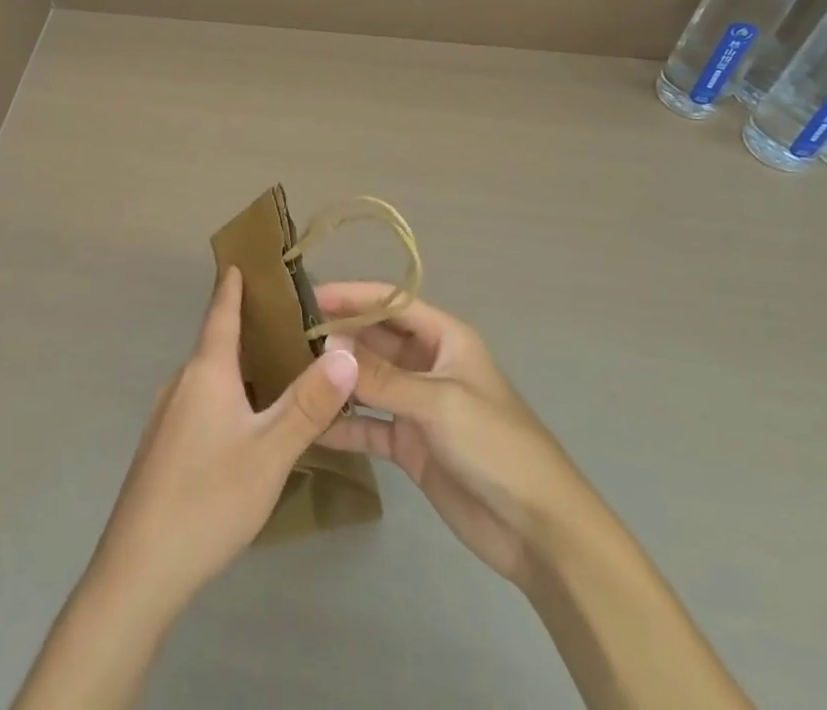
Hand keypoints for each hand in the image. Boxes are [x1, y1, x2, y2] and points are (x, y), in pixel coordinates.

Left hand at [88, 267, 359, 615]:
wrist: (138, 570)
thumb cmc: (208, 499)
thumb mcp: (270, 452)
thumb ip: (309, 404)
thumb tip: (346, 352)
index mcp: (205, 372)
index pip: (220, 312)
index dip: (232, 285)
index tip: (242, 258)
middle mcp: (181, 382)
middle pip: (216, 342)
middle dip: (247, 327)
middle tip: (288, 320)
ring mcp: (165, 416)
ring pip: (208, 377)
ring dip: (237, 366)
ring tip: (275, 369)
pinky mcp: (161, 448)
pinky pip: (198, 403)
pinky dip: (224, 395)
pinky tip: (244, 424)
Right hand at [316, 281, 573, 589]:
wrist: (539, 530)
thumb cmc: (495, 445)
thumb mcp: (438, 402)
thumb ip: (381, 376)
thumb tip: (328, 346)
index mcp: (445, 338)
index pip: (391, 302)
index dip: (352, 295)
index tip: (308, 296)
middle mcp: (428, 364)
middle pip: (376, 339)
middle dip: (338, 336)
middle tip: (287, 335)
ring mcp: (418, 405)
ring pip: (369, 381)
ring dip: (338, 378)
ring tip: (292, 373)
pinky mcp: (411, 445)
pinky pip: (370, 425)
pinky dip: (344, 425)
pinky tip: (311, 427)